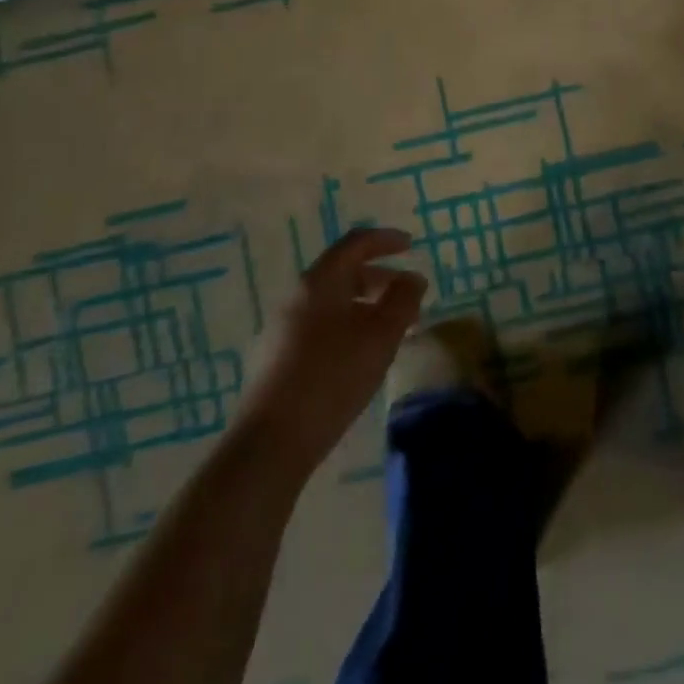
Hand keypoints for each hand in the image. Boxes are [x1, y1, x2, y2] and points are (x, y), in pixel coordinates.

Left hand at [242, 227, 427, 475]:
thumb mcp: (382, 335)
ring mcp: (282, 329)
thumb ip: (403, 300)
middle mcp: (296, 297)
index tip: (411, 244)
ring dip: (365, 307)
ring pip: (332, 303)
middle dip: (380, 280)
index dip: (386, 240)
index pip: (355, 243)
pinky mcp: (276, 360)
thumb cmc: (332, 377)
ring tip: (390, 331)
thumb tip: (413, 278)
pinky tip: (360, 358)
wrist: (270, 443)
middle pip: (343, 273)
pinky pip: (320, 327)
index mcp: (319, 281)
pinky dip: (347, 327)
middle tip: (408, 297)